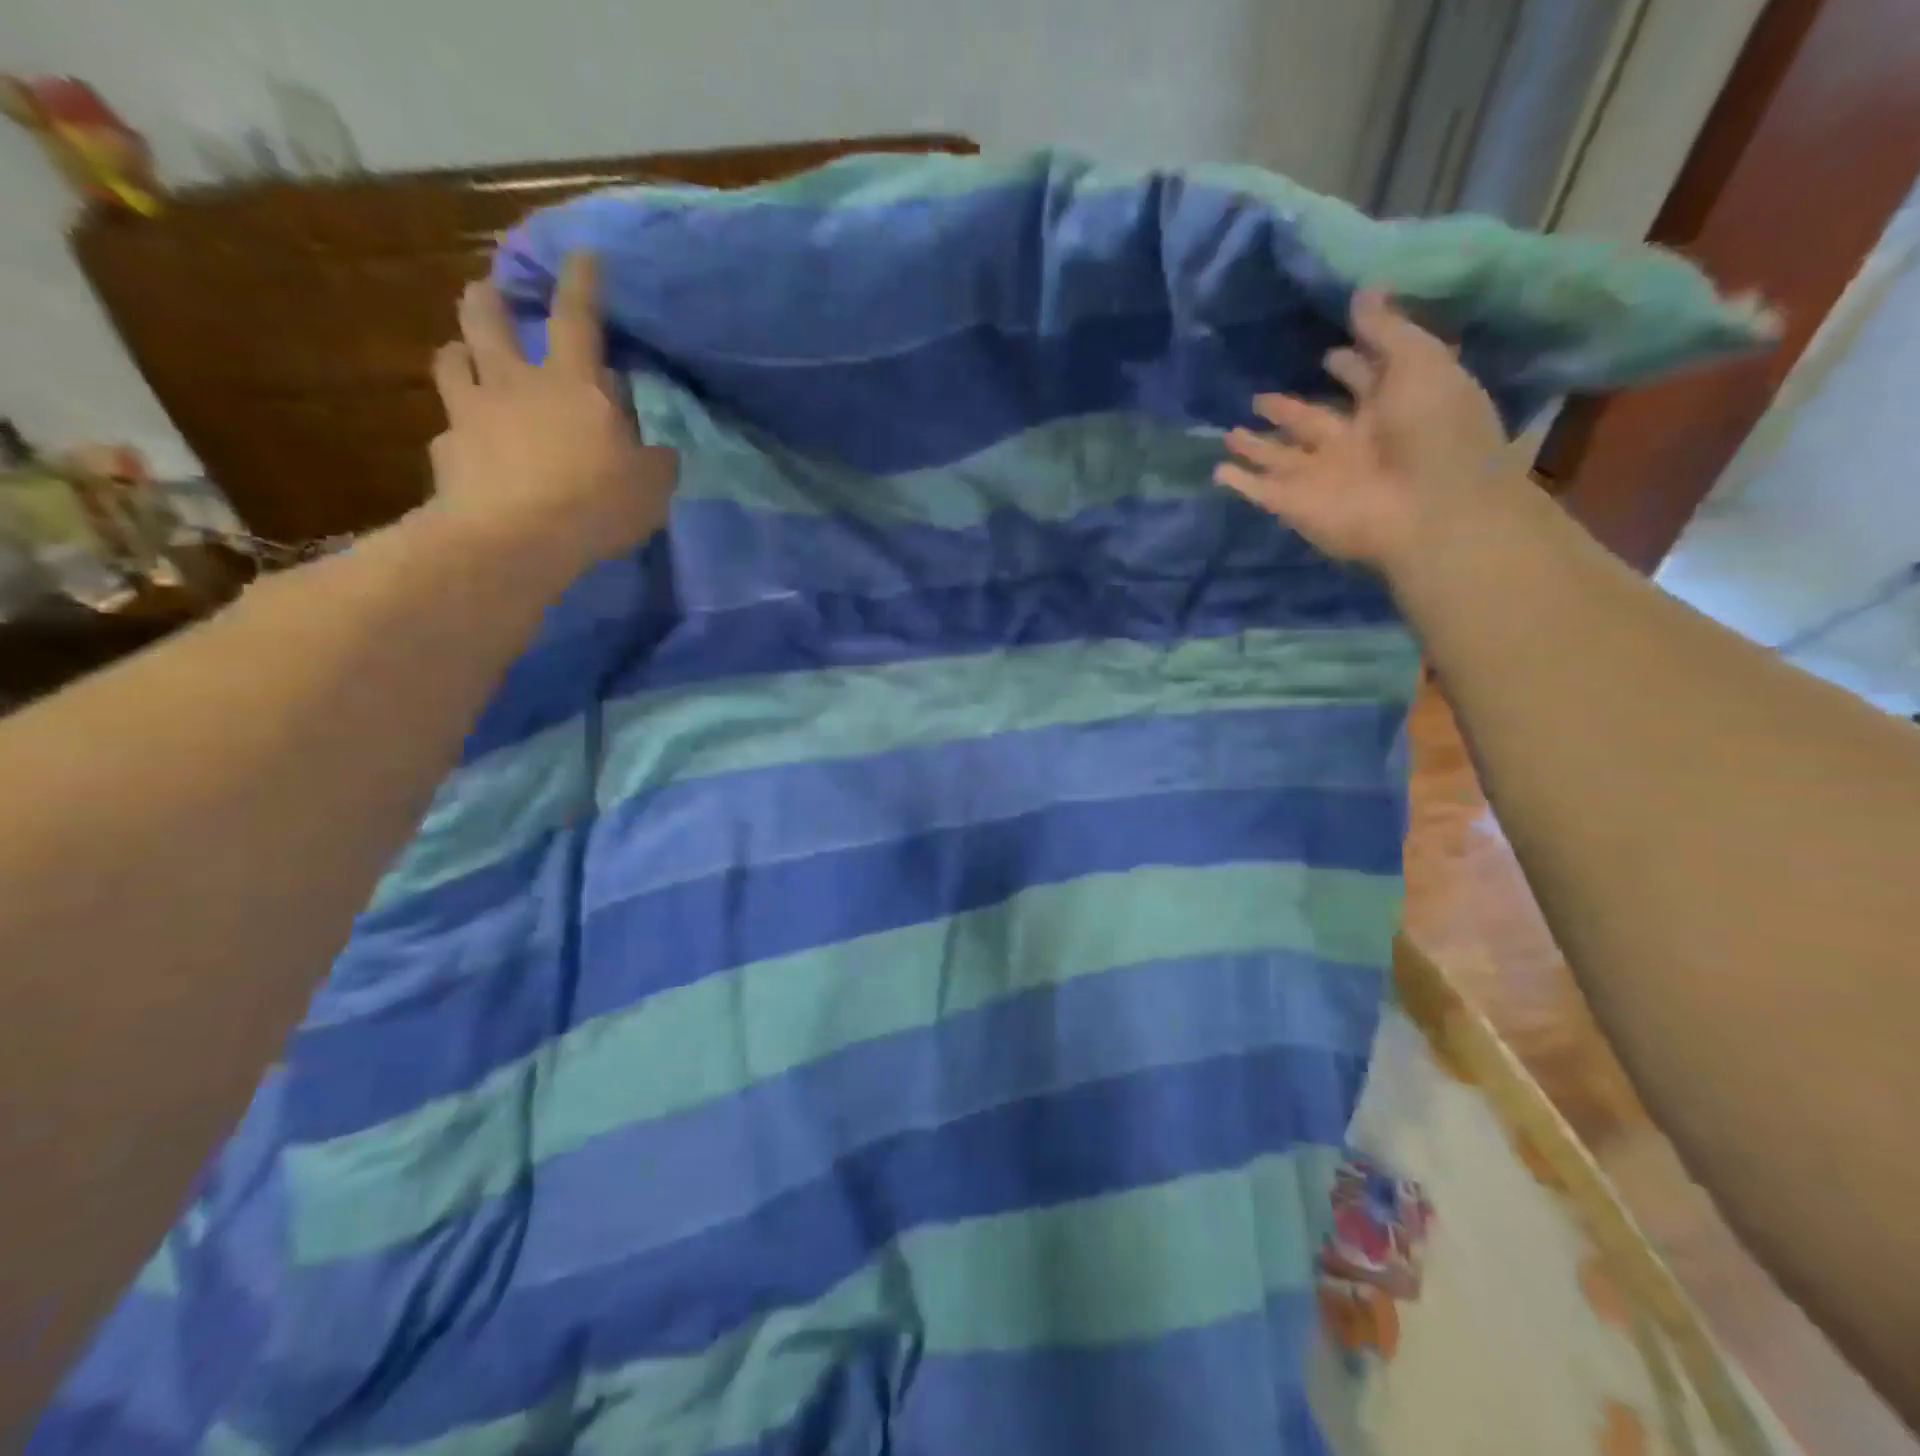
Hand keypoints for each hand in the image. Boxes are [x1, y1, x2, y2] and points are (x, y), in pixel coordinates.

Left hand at [427, 254, 675, 574]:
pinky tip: (471, 451)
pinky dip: (461, 434)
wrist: (517, 538)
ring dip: (461, 352)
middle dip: (490, 297)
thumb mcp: (651, 486)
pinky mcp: (447, 451)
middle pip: (487, 317)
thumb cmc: (595, 501)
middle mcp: (514, 382)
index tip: (582, 254)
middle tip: (493, 294)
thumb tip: (657, 450)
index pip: (577, 316)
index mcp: (572, 383)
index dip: (582, 282)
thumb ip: (654, 461)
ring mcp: (472, 413)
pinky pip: (450, 431)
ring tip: (467, 359)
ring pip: (452, 359)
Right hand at [1215, 291, 1524, 584]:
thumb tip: (1361, 291)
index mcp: (1390, 407)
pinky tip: (1217, 471)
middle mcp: (1351, 442)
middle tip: (1260, 398)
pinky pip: (1260, 490)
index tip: (1327, 350)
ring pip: (1278, 455)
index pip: (1362, 380)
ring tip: (1228, 435)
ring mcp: (1320, 476)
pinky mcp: (1294, 504)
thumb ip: (1386, 329)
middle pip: (1311, 421)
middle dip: (1287, 409)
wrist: (1427, 509)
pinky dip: (1239, 482)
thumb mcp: (1420, 362)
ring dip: (1256, 446)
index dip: (1347, 364)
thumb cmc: (1434, 429)